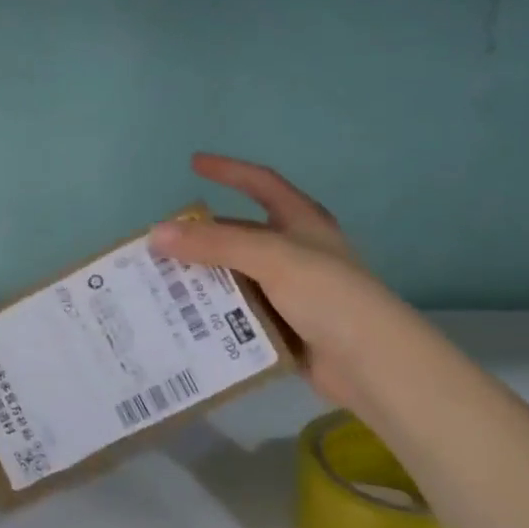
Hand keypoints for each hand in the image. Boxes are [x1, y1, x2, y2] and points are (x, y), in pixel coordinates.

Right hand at [147, 154, 397, 414]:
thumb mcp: (271, 258)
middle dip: (202, 239)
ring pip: (236, 278)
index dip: (229, 170)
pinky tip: (186, 321)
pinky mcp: (284, 328)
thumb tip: (156, 233)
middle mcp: (295, 252)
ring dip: (204, 281)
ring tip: (160, 285)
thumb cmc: (328, 294)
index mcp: (302, 223)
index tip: (193, 164)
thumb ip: (214, 244)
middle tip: (160, 245)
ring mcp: (291, 292)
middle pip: (240, 236)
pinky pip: (240, 315)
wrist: (372, 363)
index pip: (261, 183)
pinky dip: (216, 316)